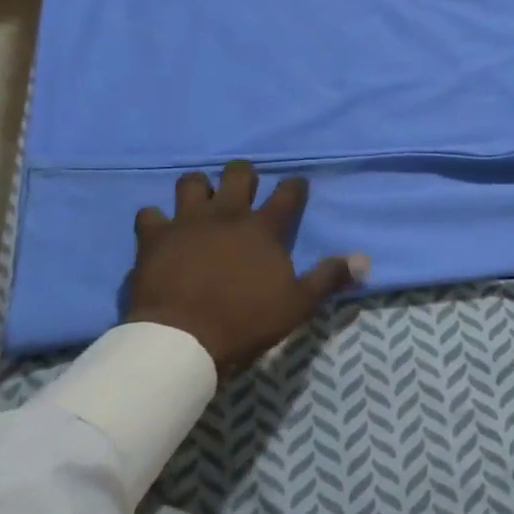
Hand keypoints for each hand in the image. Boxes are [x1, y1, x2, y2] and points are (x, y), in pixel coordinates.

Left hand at [126, 160, 358, 373]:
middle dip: (244, 176)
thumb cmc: (245, 321)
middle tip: (244, 192)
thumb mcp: (297, 304)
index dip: (295, 187)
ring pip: (191, 182)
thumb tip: (364, 260)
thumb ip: (329, 278)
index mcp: (263, 228)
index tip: (297, 188)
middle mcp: (227, 214)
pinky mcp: (154, 237)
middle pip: (238, 173)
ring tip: (201, 204)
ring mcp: (187, 222)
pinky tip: (160, 231)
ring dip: (198, 189)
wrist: (182, 340)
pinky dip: (155, 220)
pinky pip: (149, 214)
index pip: (288, 193)